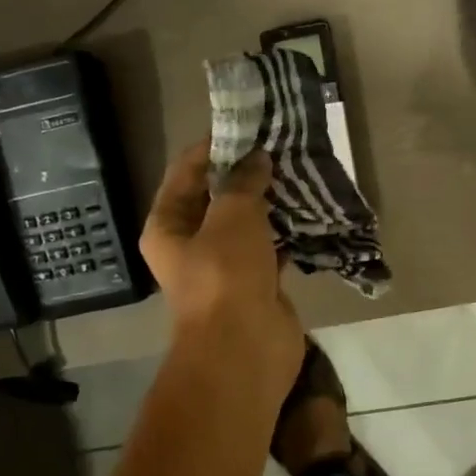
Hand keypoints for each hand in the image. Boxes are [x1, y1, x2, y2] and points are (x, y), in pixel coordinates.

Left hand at [141, 143, 303, 388]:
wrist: (244, 349)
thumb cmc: (226, 275)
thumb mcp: (233, 217)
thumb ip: (244, 182)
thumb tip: (257, 158)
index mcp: (168, 225)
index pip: (186, 171)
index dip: (214, 147)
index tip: (248, 126)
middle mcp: (190, 242)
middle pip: (216, 195)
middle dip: (246, 172)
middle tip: (279, 146)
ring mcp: (224, 264)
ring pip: (246, 221)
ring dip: (269, 200)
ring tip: (297, 170)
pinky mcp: (255, 281)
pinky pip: (270, 245)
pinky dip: (285, 230)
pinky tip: (308, 209)